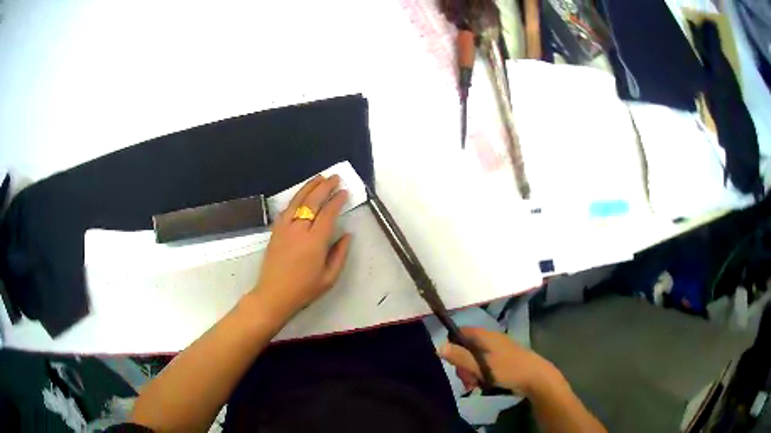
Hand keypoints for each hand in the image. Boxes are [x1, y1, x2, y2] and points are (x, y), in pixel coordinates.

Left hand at [250, 175, 351, 322]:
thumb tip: (347, 235)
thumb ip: (340, 254)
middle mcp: (299, 230)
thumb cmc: (304, 289)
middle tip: (334, 178)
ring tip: (319, 178)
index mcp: (315, 242)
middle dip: (324, 187)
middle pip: (312, 201)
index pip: (328, 213)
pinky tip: (300, 195)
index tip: (344, 192)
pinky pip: (286, 209)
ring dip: (309, 187)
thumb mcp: (329, 278)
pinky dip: (295, 199)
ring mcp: (284, 228)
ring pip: (297, 201)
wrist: (274, 295)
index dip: (337, 200)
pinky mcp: (275, 231)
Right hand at [438, 327, 558, 394]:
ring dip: (470, 373)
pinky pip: (483, 366)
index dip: (452, 344)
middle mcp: (489, 340)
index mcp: (485, 336)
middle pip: (465, 349)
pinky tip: (482, 386)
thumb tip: (438, 346)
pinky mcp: (501, 361)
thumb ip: (460, 357)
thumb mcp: (481, 366)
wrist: (536, 378)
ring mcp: (496, 351)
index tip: (451, 361)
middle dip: (462, 365)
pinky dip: (480, 375)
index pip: (460, 332)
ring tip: (474, 386)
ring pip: (473, 360)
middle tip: (466, 380)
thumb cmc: (508, 369)